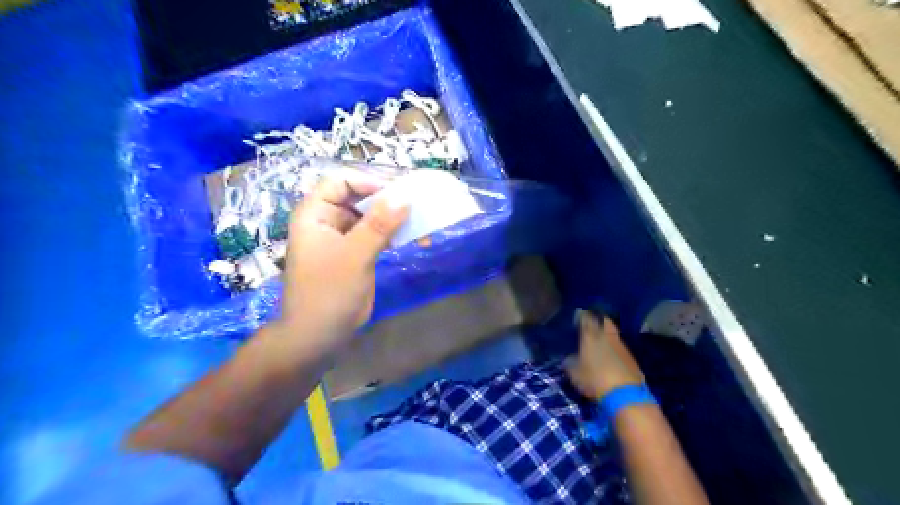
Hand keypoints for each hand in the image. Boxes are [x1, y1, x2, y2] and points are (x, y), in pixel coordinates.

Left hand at [281, 173, 409, 355]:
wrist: (318, 336)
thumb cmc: (329, 293)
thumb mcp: (355, 256)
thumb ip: (378, 225)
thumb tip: (403, 196)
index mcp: (315, 214)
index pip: (340, 180)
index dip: (368, 182)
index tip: (398, 194)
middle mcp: (327, 221)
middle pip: (358, 196)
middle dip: (386, 200)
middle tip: (416, 206)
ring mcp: (342, 238)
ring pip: (370, 216)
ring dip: (394, 217)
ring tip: (420, 222)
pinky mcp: (355, 254)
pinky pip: (376, 235)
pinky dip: (393, 234)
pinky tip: (414, 238)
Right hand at [565, 309, 642, 399]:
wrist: (626, 395)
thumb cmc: (595, 380)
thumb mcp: (576, 374)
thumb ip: (571, 363)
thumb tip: (569, 358)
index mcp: (590, 337)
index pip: (586, 319)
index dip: (582, 315)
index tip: (579, 314)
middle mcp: (607, 337)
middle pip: (604, 320)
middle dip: (598, 319)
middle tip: (592, 322)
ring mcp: (621, 346)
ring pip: (613, 333)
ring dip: (607, 334)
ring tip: (600, 340)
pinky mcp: (632, 358)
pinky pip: (620, 347)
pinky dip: (614, 348)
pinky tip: (611, 355)